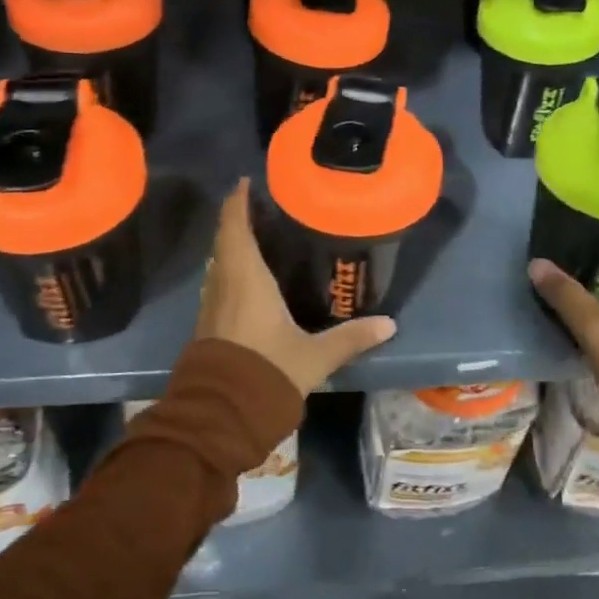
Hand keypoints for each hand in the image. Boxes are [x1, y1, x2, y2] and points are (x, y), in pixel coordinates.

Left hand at [196, 178, 397, 393]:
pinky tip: (249, 280)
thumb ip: (350, 338)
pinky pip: (219, 285)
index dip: (237, 202)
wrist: (220, 416)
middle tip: (261, 206)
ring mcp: (211, 307)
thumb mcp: (314, 356)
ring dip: (232, 247)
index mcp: (246, 280)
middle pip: (225, 242)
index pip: (235, 228)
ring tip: (257, 236)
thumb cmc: (267, 373)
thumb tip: (389, 324)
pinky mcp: (208, 327)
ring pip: (219, 264)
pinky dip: (231, 271)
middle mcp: (223, 285)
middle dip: (238, 220)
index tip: (245, 182)